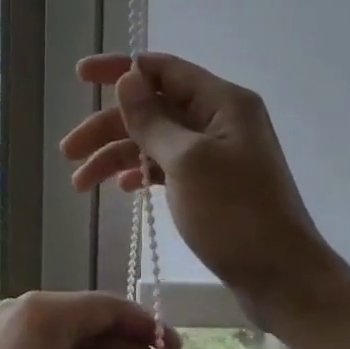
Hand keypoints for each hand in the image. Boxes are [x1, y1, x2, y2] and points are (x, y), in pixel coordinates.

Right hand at [62, 53, 349, 307]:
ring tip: (80, 184)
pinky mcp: (211, 184)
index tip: (80, 76)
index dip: (120, 69)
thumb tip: (127, 78)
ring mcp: (215, 153)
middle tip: (68, 151)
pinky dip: (140, 174)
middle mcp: (219, 120)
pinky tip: (121, 190)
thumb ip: (153, 119)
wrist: (282, 278)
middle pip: (152, 108)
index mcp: (222, 103)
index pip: (163, 70)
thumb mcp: (187, 161)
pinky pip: (166, 166)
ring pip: (153, 140)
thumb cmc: (235, 215)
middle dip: (108, 126)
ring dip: (116, 156)